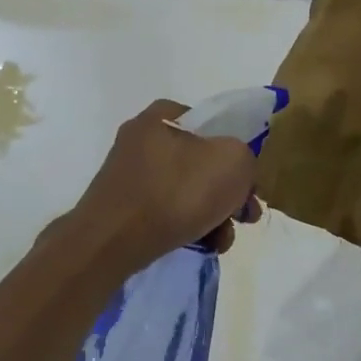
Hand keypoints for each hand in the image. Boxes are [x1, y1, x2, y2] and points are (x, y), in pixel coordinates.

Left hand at [66, 100, 259, 272]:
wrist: (112, 242)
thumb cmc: (176, 192)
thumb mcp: (233, 162)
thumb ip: (245, 157)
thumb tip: (236, 170)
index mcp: (163, 115)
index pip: (212, 124)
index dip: (236, 151)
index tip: (248, 181)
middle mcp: (142, 139)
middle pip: (202, 162)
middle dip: (229, 192)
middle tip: (245, 216)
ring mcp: (130, 175)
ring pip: (187, 191)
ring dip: (214, 214)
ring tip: (223, 240)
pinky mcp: (124, 207)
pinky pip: (167, 212)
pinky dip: (189, 226)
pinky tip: (203, 245)